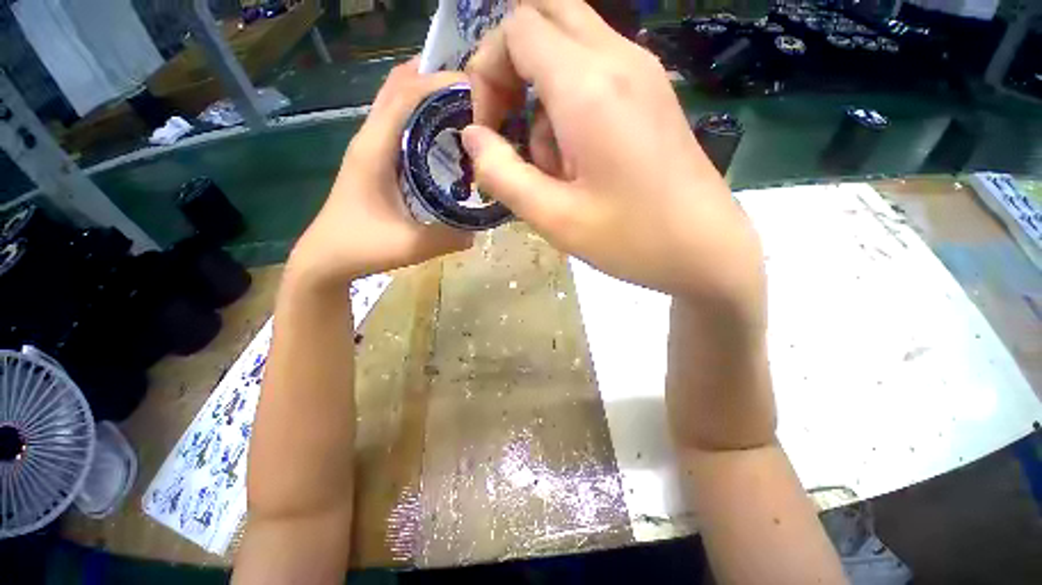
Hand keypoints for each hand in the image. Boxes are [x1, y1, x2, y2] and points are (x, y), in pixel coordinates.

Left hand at [288, 60, 472, 287]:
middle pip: (398, 87)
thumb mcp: (410, 246)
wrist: (326, 258)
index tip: (477, 88)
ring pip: (398, 103)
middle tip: (475, 95)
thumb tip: (480, 230)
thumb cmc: (361, 247)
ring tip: (466, 109)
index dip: (439, 83)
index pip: (405, 95)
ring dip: (428, 96)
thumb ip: (449, 238)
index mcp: (374, 150)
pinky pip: (400, 124)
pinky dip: (422, 117)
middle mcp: (370, 139)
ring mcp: (370, 147)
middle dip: (435, 80)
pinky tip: (446, 137)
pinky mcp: (375, 159)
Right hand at [464, 1, 763, 320]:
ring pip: (569, 46)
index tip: (490, 131)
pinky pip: (595, 72)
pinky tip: (581, 159)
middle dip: (512, 67)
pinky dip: (570, 104)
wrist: (706, 250)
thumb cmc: (632, 240)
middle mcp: (620, 59)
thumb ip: (502, 174)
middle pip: (545, 17)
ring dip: (543, 95)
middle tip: (510, 127)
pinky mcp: (652, 94)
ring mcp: (643, 73)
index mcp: (590, 87)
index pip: (517, 29)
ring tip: (555, 164)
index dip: (487, 72)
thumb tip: (472, 137)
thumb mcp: (554, 218)